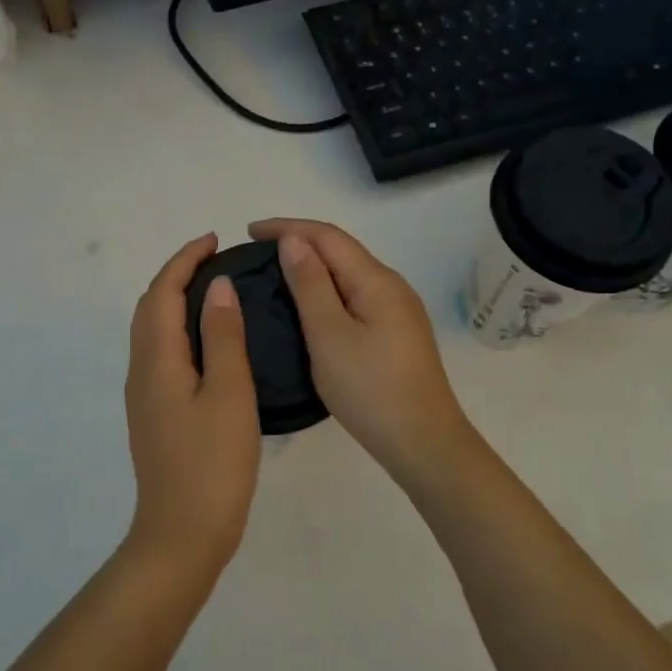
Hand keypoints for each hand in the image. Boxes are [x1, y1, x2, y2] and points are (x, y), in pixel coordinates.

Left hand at [123, 233, 261, 578]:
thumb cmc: (213, 464)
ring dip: (173, 299)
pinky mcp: (152, 413)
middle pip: (149, 307)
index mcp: (157, 359)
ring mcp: (143, 394)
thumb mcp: (229, 394)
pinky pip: (158, 351)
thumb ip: (224, 336)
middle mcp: (141, 370)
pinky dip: (176, 327)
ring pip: (151, 329)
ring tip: (211, 289)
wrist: (182, 534)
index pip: (163, 292)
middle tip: (215, 258)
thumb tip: (217, 286)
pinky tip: (204, 339)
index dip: (185, 260)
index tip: (215, 240)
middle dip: (176, 274)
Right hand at [250, 219, 481, 487]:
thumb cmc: (370, 389)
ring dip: (313, 267)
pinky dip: (327, 291)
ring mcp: (397, 311)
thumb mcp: (329, 335)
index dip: (288, 227)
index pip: (327, 236)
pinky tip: (309, 306)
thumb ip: (310, 284)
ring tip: (275, 276)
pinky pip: (355, 296)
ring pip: (348, 275)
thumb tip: (293, 240)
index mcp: (376, 280)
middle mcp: (391, 286)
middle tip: (257, 254)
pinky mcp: (396, 334)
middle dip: (299, 243)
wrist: (423, 442)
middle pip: (341, 251)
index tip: (249, 232)